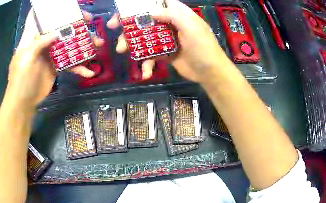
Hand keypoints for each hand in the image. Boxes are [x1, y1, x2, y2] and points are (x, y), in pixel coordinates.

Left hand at [6, 9, 104, 109]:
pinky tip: (89, 71)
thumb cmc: (21, 79)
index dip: (43, 9)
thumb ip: (39, 44)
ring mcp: (50, 54)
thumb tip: (56, 32)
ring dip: (82, 43)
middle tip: (88, 19)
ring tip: (98, 43)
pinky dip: (79, 66)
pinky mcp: (57, 66)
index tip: (58, 3)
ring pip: (68, 43)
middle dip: (72, 22)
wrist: (24, 102)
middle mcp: (41, 43)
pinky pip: (70, 62)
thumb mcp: (26, 59)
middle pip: (57, 27)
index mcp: (30, 39)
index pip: (35, 19)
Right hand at [107, 0, 228, 82]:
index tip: (124, 10)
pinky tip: (146, 71)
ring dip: (131, 43)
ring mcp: (166, 38)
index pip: (156, 2)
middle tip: (114, 28)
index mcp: (177, 13)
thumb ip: (172, 16)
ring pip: (144, 36)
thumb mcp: (191, 27)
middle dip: (128, 23)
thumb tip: (150, 12)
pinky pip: (150, 53)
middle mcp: (169, 23)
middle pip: (145, 18)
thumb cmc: (204, 47)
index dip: (139, 4)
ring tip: (122, 50)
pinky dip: (146, 62)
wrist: (210, 73)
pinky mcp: (164, 52)